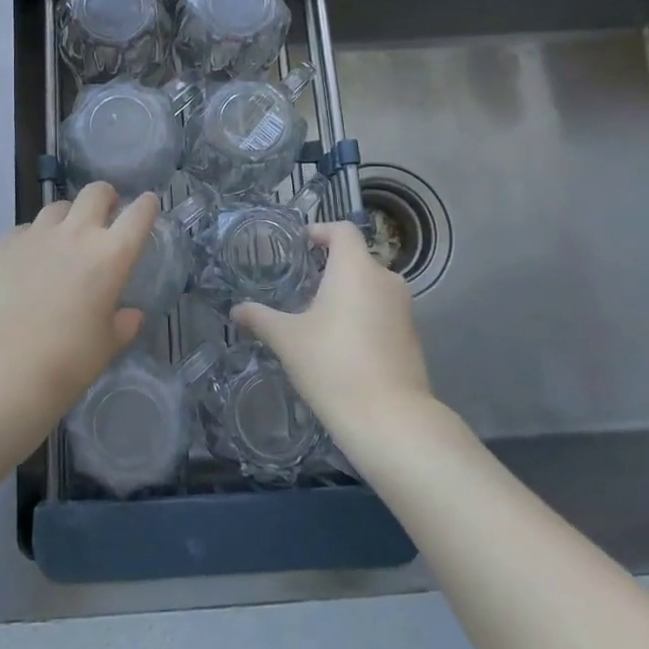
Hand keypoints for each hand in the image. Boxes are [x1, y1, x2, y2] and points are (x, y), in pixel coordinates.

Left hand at [0, 185, 155, 482]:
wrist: (5, 368)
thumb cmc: (69, 361)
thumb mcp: (107, 346)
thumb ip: (123, 324)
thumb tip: (130, 315)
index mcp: (112, 255)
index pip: (138, 214)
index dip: (146, 205)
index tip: (148, 204)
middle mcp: (77, 234)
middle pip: (96, 192)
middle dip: (105, 197)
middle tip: (105, 213)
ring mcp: (37, 235)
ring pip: (57, 207)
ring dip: (68, 216)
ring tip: (64, 237)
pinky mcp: (5, 245)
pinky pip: (25, 229)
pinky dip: (33, 239)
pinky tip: (29, 260)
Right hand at [232, 222, 429, 435]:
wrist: (390, 418)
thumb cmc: (332, 364)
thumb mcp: (288, 339)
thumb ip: (261, 318)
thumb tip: (236, 310)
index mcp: (355, 268)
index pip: (343, 231)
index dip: (322, 231)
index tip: (303, 244)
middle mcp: (385, 280)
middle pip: (358, 259)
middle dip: (332, 268)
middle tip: (305, 286)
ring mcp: (404, 309)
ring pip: (372, 287)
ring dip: (349, 294)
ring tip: (321, 317)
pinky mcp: (413, 337)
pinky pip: (384, 313)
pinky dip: (365, 317)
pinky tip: (344, 345)